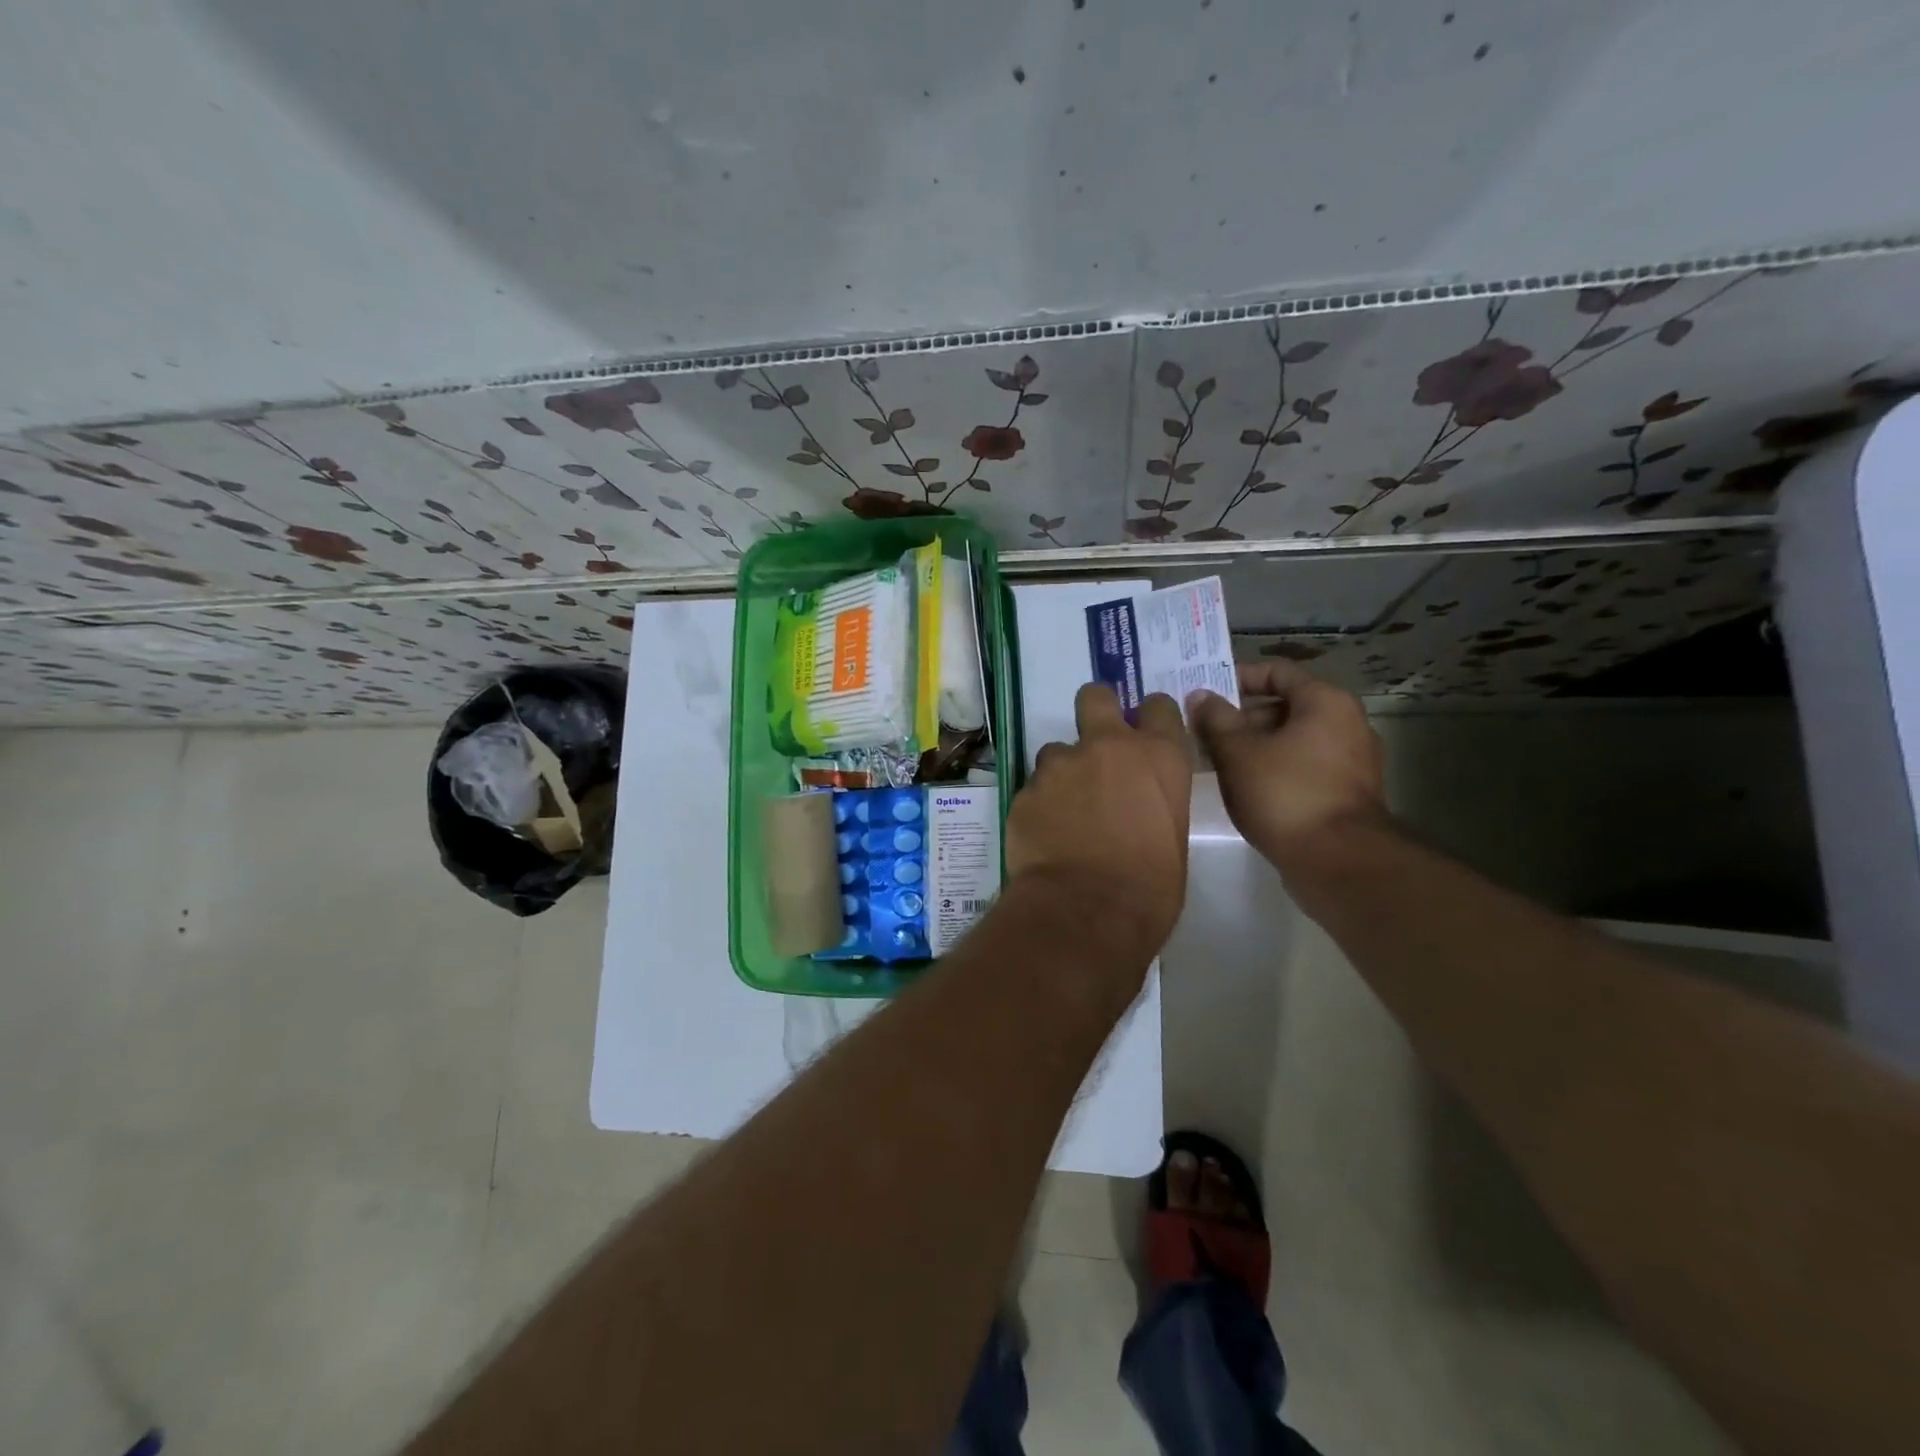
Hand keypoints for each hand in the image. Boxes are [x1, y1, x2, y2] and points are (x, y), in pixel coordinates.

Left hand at [1007, 684, 1192, 957]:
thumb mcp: (1173, 837)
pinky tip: (1046, 835)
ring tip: (1065, 812)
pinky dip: (1040, 805)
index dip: (1150, 716)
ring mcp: (1061, 765)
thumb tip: (1140, 804)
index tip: (1144, 732)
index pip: (1159, 707)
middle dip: (1095, 710)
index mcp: (1158, 756)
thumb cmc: (1149, 887)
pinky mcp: (1025, 789)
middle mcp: (1108, 747)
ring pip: (1056, 750)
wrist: (1086, 911)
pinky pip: (1034, 787)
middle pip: (1095, 697)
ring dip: (1062, 772)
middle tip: (1095, 743)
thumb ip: (1155, 801)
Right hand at [1188, 662, 1387, 875]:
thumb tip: (1200, 696)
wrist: (1338, 861)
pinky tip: (1241, 784)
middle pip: (1284, 705)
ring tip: (1213, 759)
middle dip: (1240, 716)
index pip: (1276, 671)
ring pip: (1291, 738)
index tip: (1203, 693)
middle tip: (1201, 730)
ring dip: (1252, 744)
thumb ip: (1216, 720)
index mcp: (1325, 702)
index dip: (1236, 677)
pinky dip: (1271, 766)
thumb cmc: (1285, 794)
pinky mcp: (1345, 791)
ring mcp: (1350, 759)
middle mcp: (1346, 722)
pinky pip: (1301, 764)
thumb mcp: (1238, 753)